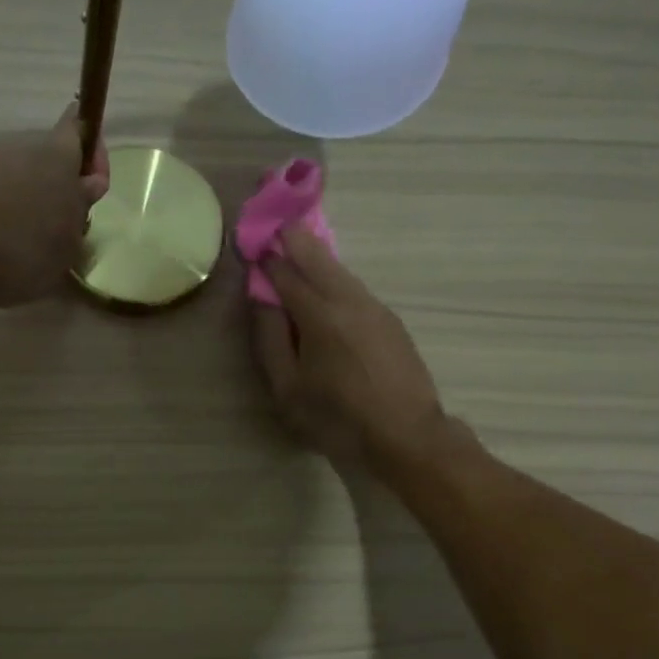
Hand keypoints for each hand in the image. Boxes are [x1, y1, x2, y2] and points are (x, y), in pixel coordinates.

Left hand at [0, 107, 109, 307]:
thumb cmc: (27, 247)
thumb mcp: (70, 238)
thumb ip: (82, 207)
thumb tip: (88, 184)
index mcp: (58, 153)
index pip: (80, 126)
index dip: (94, 150)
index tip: (96, 186)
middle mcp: (23, 150)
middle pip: (53, 157)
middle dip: (65, 184)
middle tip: (72, 223)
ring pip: (27, 178)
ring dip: (39, 201)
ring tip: (42, 242)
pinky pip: (4, 196)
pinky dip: (14, 214)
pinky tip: (14, 247)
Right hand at [252, 228, 453, 469]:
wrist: (407, 436)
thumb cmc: (338, 419)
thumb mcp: (288, 389)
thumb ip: (271, 340)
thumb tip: (262, 300)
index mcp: (320, 316)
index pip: (286, 274)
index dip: (267, 257)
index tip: (251, 242)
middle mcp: (349, 301)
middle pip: (317, 257)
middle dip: (294, 237)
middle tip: (276, 221)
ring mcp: (375, 308)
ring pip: (340, 270)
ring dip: (316, 255)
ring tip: (297, 245)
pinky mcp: (390, 321)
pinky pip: (353, 288)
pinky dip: (333, 276)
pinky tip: (325, 284)